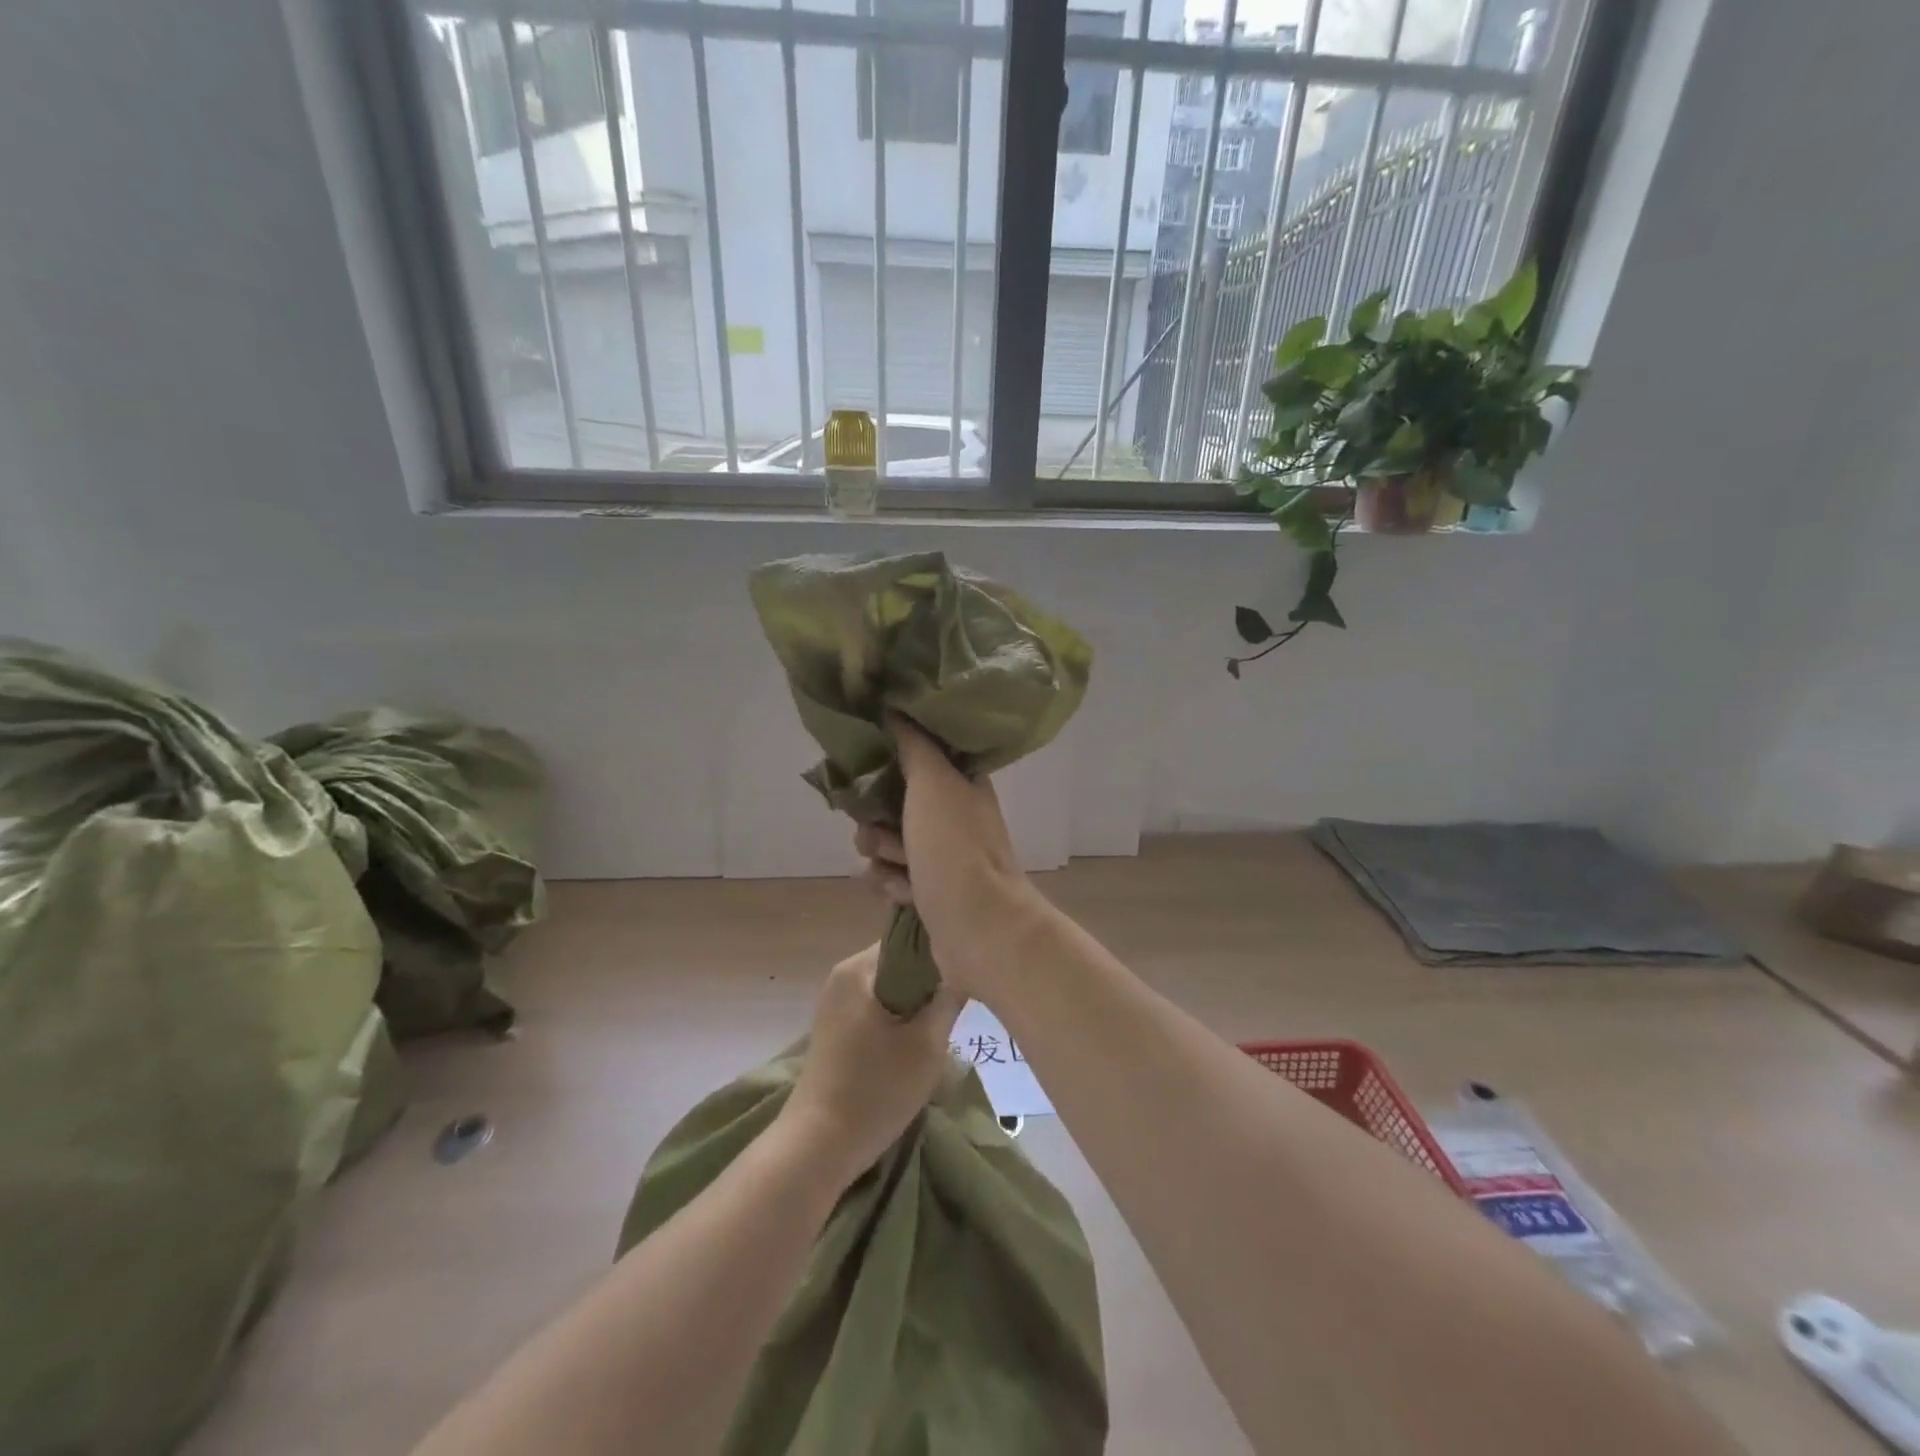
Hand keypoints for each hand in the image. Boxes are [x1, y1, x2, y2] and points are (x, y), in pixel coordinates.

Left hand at [782, 943, 963, 1186]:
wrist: (818, 1146)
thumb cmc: (876, 1089)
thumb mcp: (927, 1044)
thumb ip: (949, 999)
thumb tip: (964, 970)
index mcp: (859, 968)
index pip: (910, 939)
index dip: (942, 952)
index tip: (968, 971)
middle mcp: (843, 975)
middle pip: (900, 963)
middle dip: (930, 980)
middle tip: (961, 1002)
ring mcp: (836, 1002)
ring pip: (890, 987)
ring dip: (917, 1002)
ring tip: (945, 1023)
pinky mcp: (835, 1028)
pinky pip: (876, 1006)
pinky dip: (899, 1017)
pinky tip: (918, 1041)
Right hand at [853, 715, 1037, 997]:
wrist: (981, 929)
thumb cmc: (956, 849)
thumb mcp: (933, 783)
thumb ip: (912, 743)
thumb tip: (895, 703)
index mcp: (959, 782)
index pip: (914, 757)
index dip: (886, 765)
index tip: (868, 773)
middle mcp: (952, 814)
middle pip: (892, 802)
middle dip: (876, 819)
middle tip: (885, 832)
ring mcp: (942, 854)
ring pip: (887, 841)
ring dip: (881, 854)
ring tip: (898, 866)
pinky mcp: (931, 890)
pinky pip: (892, 875)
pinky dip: (891, 882)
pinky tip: (901, 892)